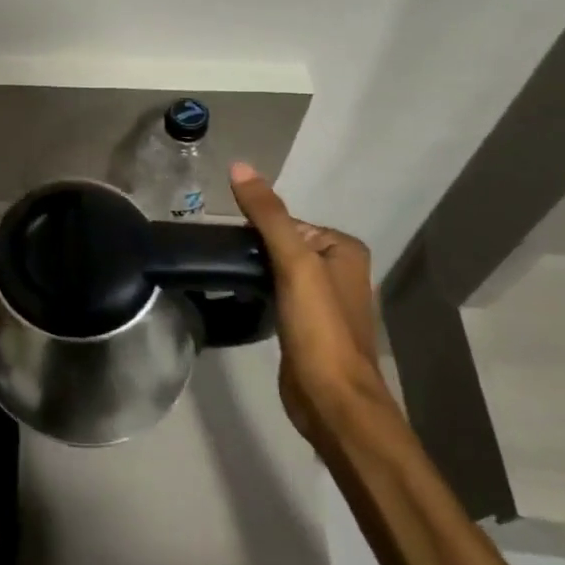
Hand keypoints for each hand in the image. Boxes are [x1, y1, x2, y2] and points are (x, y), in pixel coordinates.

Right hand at [227, 163, 390, 443]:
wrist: (330, 397)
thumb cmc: (319, 327)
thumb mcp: (293, 262)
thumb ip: (268, 215)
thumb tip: (238, 166)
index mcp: (344, 249)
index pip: (286, 221)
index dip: (255, 227)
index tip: (227, 241)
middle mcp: (339, 269)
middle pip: (280, 243)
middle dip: (252, 248)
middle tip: (220, 257)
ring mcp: (323, 299)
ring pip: (276, 268)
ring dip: (252, 269)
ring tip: (225, 274)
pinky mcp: (306, 324)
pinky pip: (276, 291)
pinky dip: (257, 289)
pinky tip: (240, 296)